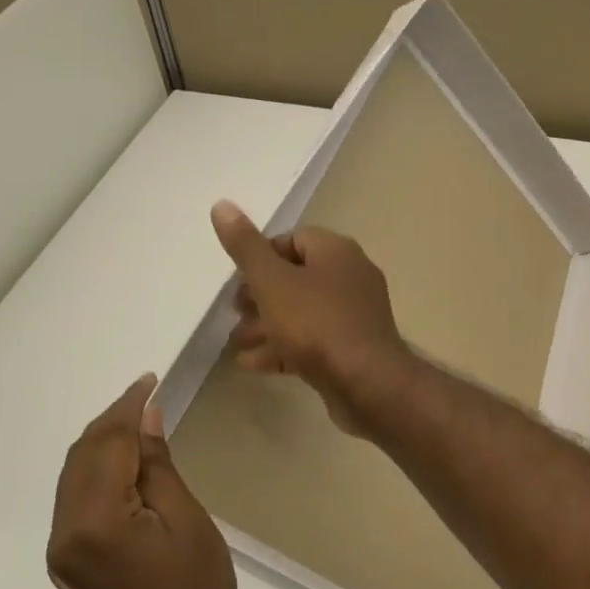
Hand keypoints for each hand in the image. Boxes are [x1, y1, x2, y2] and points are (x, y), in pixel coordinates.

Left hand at [47, 375, 235, 588]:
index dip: (127, 407)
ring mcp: (61, 548)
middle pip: (81, 455)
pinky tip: (123, 461)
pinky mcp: (67, 559)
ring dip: (102, 442)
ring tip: (138, 421)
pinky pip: (76, 497)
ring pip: (74, 474)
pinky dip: (97, 469)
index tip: (149, 380)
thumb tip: (146, 419)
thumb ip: (159, 468)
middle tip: (147, 396)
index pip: (106, 445)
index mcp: (98, 522)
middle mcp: (66, 531)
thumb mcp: (189, 524)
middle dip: (111, 420)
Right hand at [210, 200, 413, 435]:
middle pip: (297, 277)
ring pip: (303, 312)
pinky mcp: (354, 347)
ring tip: (236, 342)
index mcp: (337, 252)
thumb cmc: (316, 324)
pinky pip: (314, 340)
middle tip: (234, 313)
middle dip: (260, 295)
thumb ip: (246, 248)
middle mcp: (351, 276)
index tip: (238, 280)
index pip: (294, 239)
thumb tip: (222, 205)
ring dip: (267, 325)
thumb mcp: (272, 282)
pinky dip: (284, 348)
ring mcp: (356, 314)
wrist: (367, 383)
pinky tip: (253, 365)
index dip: (261, 256)